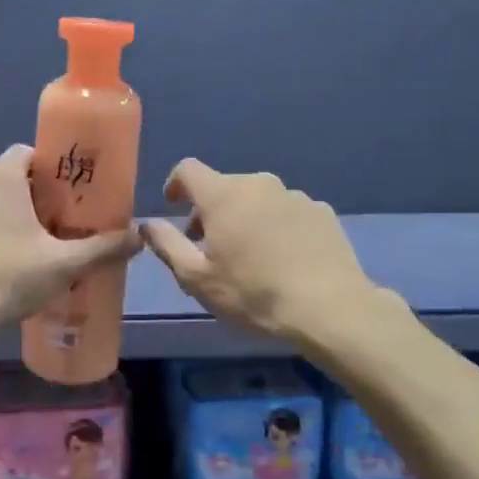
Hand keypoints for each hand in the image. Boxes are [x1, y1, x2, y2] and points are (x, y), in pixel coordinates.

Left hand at [0, 145, 140, 326]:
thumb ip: (103, 248)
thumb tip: (139, 237)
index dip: (46, 169)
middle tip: (47, 227)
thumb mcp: (65, 264)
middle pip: (3, 179)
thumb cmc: (11, 277)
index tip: (63, 194)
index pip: (25, 153)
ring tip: (15, 251)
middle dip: (24, 197)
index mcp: (0, 178)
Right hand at [140, 159, 376, 343]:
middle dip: (210, 209)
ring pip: (258, 198)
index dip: (176, 184)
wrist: (331, 309)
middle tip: (209, 246)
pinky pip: (287, 211)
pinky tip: (283, 258)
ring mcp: (295, 195)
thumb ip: (167, 245)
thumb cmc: (254, 294)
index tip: (173, 207)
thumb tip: (148, 224)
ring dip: (245, 217)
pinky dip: (276, 226)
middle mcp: (259, 184)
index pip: (189, 169)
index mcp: (223, 194)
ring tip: (249, 256)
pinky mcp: (322, 211)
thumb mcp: (198, 279)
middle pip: (224, 186)